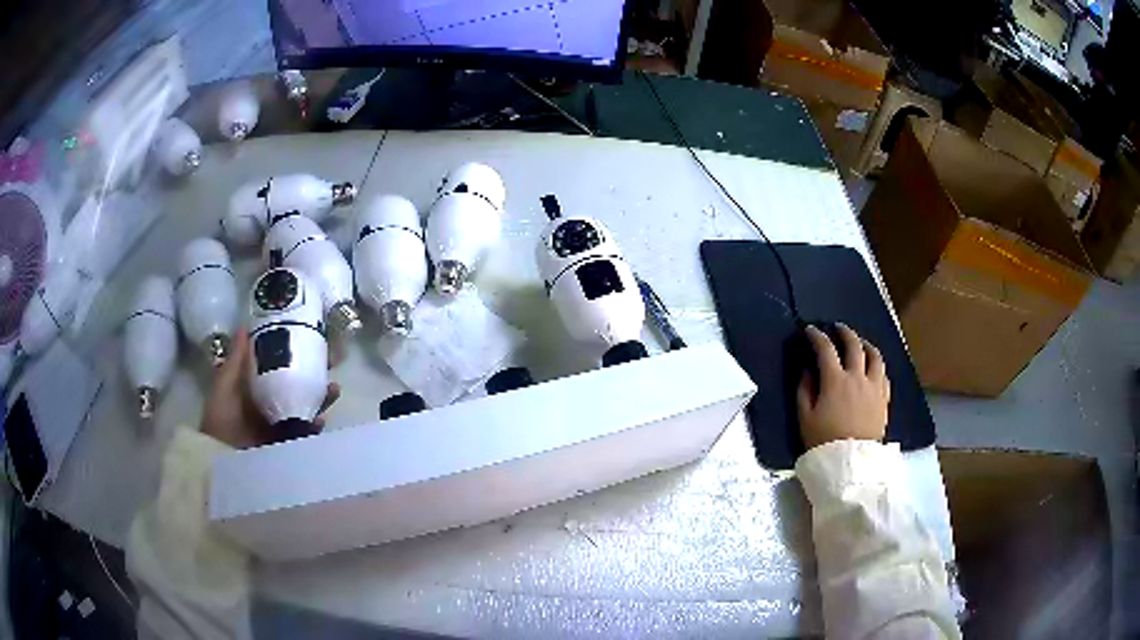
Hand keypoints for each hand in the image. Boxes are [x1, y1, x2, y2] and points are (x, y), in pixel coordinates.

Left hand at [200, 329, 340, 448]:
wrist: (221, 456)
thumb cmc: (220, 418)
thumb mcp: (225, 384)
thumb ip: (236, 360)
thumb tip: (246, 326)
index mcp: (257, 385)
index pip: (282, 364)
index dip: (299, 352)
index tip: (314, 339)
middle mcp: (272, 402)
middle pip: (298, 384)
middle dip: (317, 373)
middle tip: (332, 362)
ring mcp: (280, 424)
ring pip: (306, 406)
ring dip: (321, 397)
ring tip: (333, 389)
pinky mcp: (287, 444)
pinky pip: (306, 433)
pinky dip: (315, 427)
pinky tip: (320, 420)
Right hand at [797, 323, 889, 449]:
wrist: (850, 463)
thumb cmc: (823, 441)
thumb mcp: (805, 417)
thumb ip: (805, 389)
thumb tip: (808, 370)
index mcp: (835, 381)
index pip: (826, 349)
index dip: (817, 336)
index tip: (810, 330)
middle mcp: (857, 377)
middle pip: (854, 345)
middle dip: (844, 332)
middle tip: (837, 328)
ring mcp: (874, 387)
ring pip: (875, 356)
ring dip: (866, 344)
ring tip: (860, 343)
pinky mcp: (884, 399)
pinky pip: (884, 374)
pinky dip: (877, 365)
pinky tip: (873, 368)